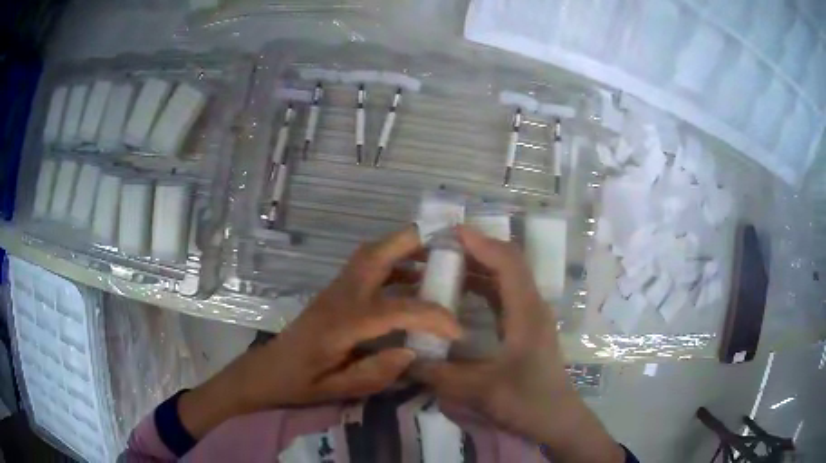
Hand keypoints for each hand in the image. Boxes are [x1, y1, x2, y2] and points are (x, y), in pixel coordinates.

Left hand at [179, 226, 460, 436]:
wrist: (267, 370)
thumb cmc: (299, 383)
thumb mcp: (337, 390)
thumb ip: (375, 373)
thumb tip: (411, 351)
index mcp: (340, 323)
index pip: (394, 310)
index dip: (430, 316)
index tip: (457, 330)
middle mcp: (339, 296)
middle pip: (376, 254)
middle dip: (413, 244)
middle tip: (447, 249)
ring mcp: (336, 289)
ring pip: (370, 253)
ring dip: (403, 248)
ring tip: (435, 259)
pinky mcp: (335, 291)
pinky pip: (367, 265)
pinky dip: (392, 262)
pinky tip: (411, 278)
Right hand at [412, 226, 623, 462]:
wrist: (556, 420)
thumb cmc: (526, 402)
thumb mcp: (478, 391)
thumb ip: (437, 375)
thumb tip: (401, 358)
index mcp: (527, 312)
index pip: (507, 262)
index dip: (480, 243)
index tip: (447, 233)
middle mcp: (531, 306)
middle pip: (506, 264)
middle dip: (473, 251)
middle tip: (435, 249)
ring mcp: (529, 317)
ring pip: (504, 279)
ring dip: (476, 268)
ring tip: (441, 266)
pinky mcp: (524, 329)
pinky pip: (502, 297)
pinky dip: (480, 288)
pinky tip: (457, 297)